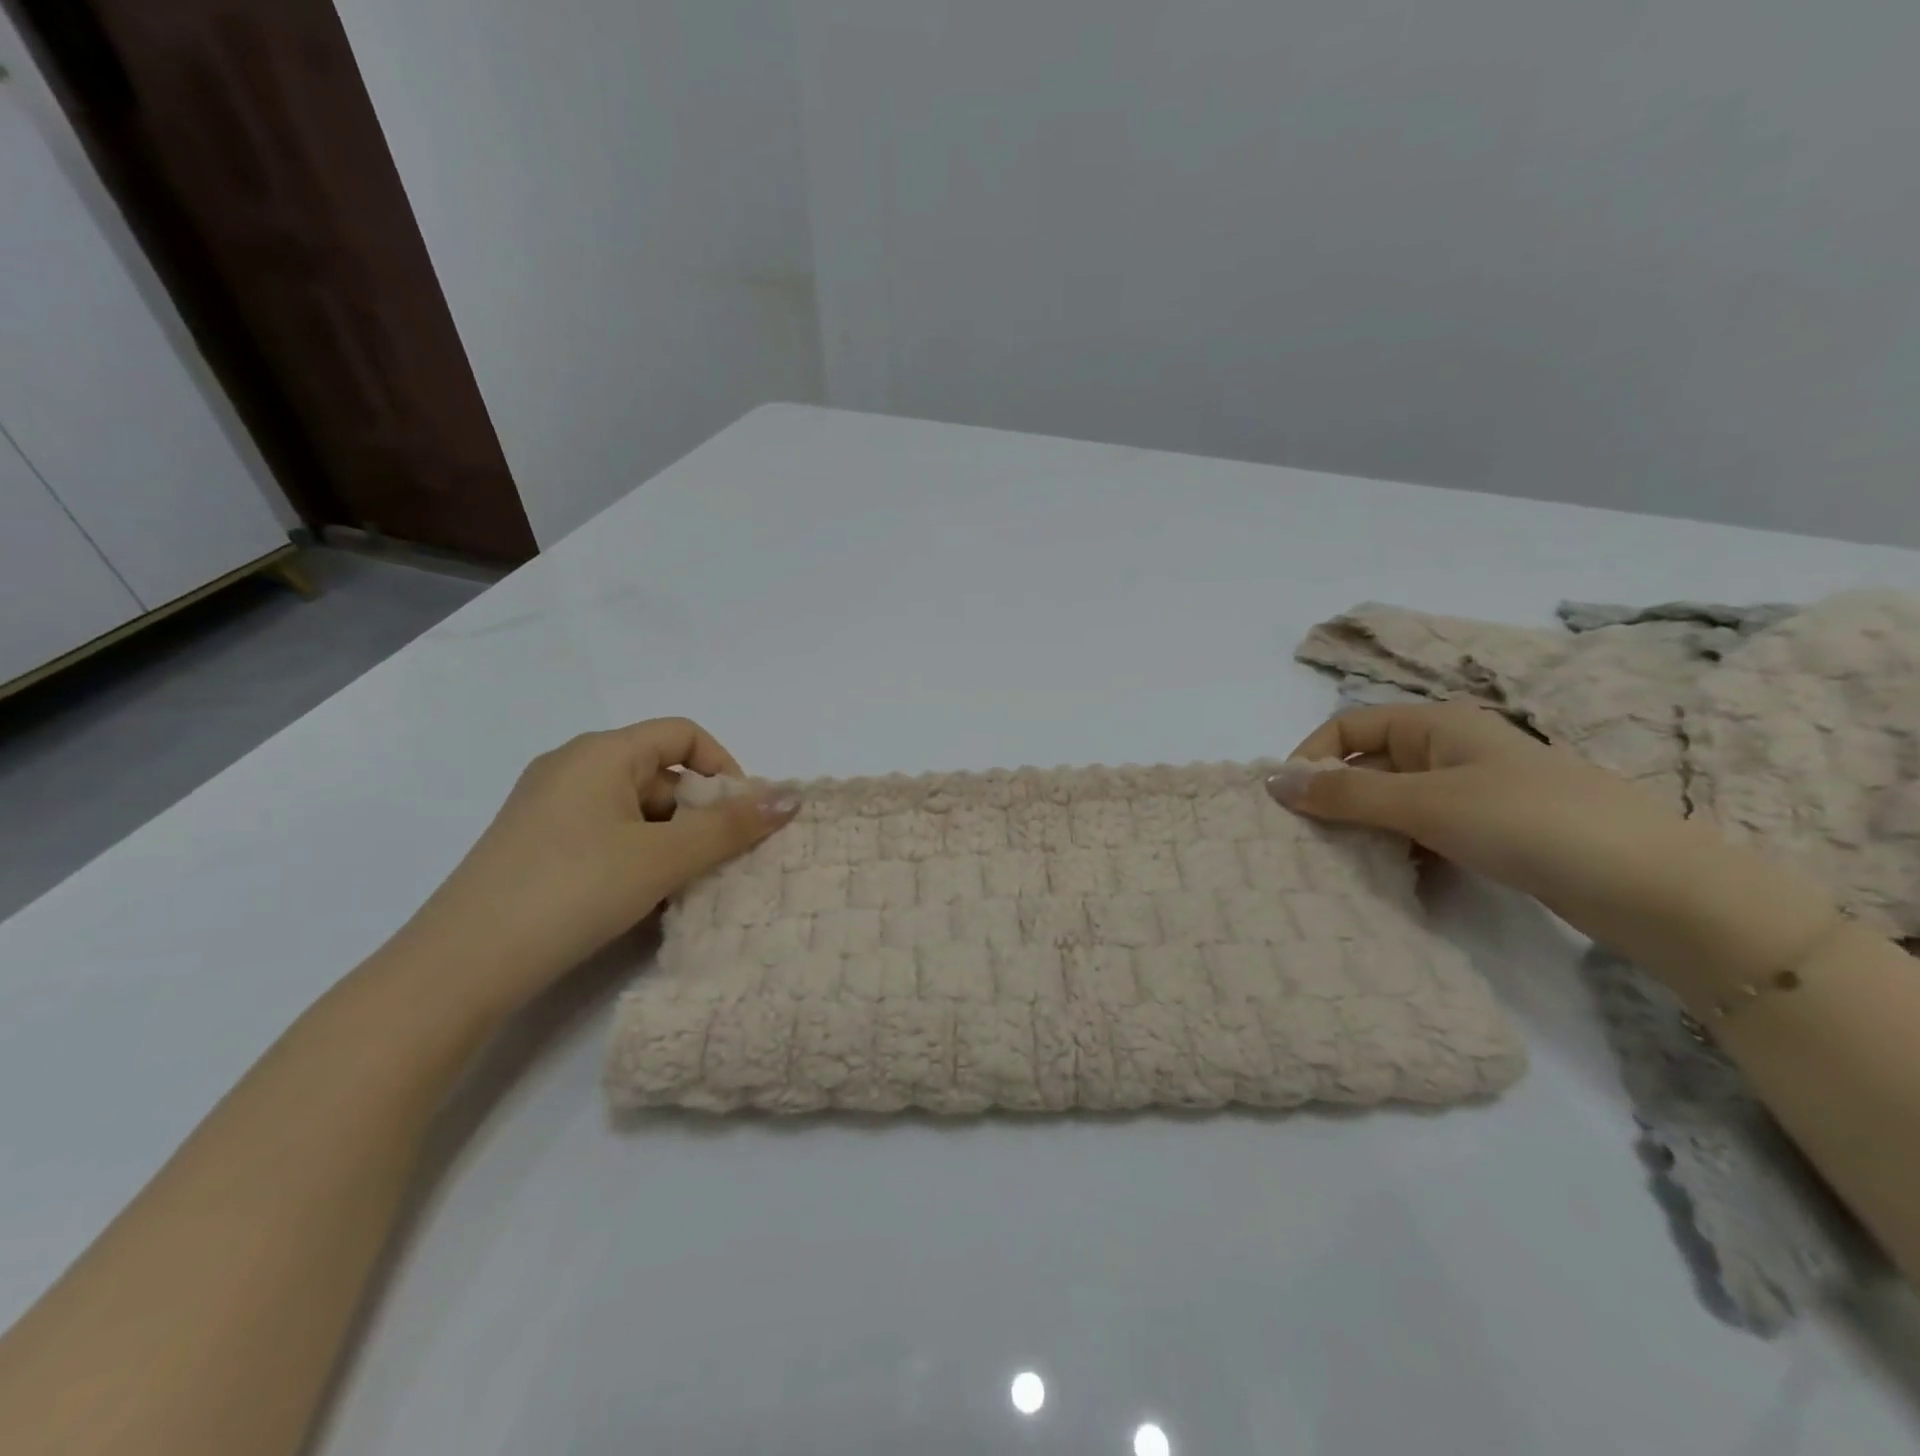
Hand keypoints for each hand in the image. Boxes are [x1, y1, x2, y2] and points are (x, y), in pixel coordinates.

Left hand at [396, 718, 795, 1015]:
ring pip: (637, 812)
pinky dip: (638, 859)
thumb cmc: (571, 891)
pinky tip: (645, 903)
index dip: (724, 768)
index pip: (683, 734)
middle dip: (700, 815)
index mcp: (600, 753)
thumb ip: (731, 827)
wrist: (459, 967)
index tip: (741, 818)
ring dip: (673, 843)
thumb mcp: (662, 857)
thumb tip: (793, 797)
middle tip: (719, 863)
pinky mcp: (538, 847)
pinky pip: (608, 837)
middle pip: (662, 774)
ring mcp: (550, 810)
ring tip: (685, 890)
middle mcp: (572, 769)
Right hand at [1265, 701, 1806, 969]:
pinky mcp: (1493, 831)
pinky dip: (1401, 846)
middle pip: (1370, 762)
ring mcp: (1475, 792)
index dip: (1312, 756)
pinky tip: (1395, 874)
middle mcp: (1452, 749)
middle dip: (1336, 796)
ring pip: (1396, 800)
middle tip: (1310, 839)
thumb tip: (1272, 781)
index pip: (1349, 725)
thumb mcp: (1425, 803)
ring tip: (1346, 862)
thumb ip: (1345, 794)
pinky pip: (1426, 829)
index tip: (1289, 802)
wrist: (1652, 886)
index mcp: (1437, 724)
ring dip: (1367, 826)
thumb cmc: (1529, 822)